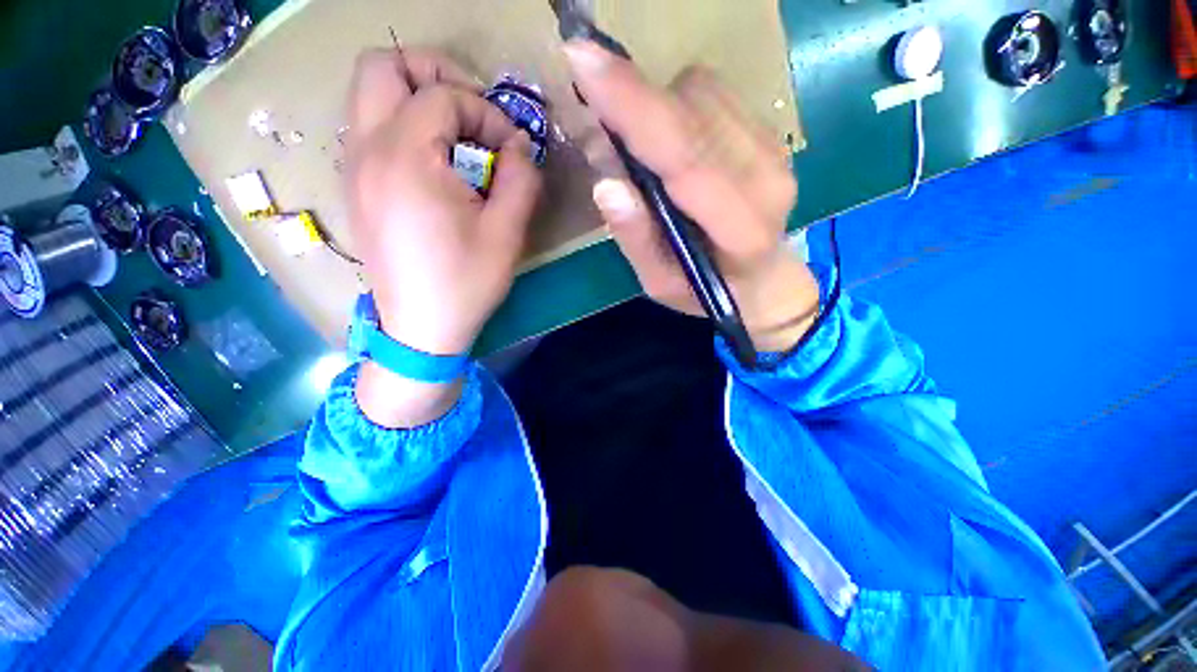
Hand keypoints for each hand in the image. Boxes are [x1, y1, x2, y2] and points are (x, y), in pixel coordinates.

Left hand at [346, 48, 541, 426]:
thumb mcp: (507, 234)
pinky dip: (405, 127)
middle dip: (434, 74)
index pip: (442, 95)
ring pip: (371, 95)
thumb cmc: (465, 282)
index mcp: (405, 159)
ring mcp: (353, 167)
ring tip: (458, 138)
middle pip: (382, 67)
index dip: (486, 112)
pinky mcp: (356, 187)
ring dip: (417, 100)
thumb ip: (520, 179)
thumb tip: (519, 146)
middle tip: (472, 109)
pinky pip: (372, 129)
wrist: (421, 327)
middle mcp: (366, 150)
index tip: (511, 149)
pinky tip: (436, 166)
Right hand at [563, 41, 819, 352]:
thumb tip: (606, 185)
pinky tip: (671, 141)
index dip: (634, 107)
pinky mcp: (770, 135)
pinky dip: (678, 106)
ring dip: (656, 106)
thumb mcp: (660, 284)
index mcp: (737, 227)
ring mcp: (773, 150)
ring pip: (701, 93)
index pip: (684, 155)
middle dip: (634, 97)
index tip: (584, 61)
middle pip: (690, 110)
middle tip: (595, 100)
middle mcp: (764, 177)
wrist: (763, 281)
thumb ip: (636, 239)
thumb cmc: (705, 292)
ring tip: (640, 145)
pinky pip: (714, 95)